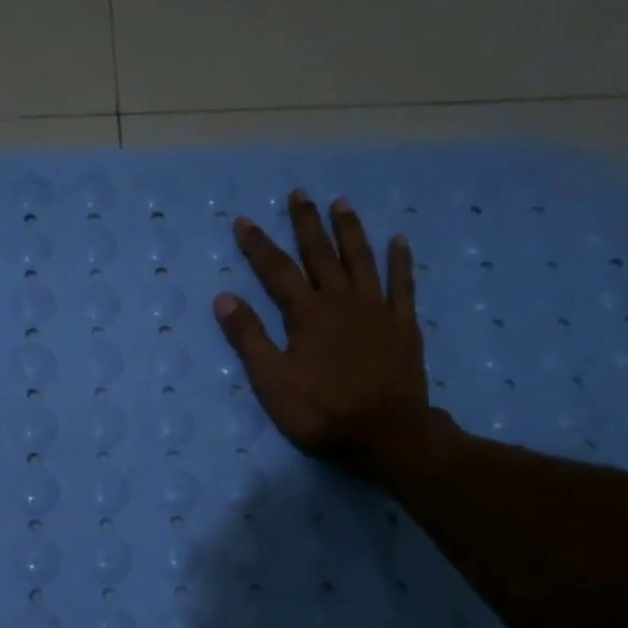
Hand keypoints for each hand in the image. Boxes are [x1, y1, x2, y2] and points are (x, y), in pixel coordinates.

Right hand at [213, 190, 448, 477]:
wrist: (385, 433)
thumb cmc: (321, 411)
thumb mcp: (272, 382)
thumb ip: (249, 338)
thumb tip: (224, 298)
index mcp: (307, 314)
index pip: (276, 271)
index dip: (258, 245)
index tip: (244, 221)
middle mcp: (342, 301)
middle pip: (321, 254)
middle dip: (306, 224)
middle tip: (299, 194)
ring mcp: (377, 311)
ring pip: (361, 260)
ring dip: (350, 231)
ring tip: (341, 203)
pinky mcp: (403, 326)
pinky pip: (402, 285)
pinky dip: (400, 262)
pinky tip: (399, 242)